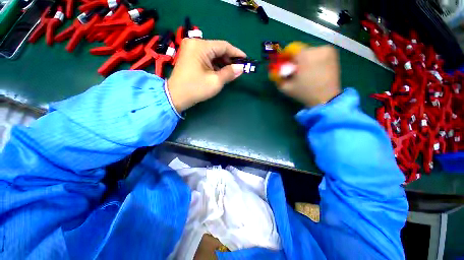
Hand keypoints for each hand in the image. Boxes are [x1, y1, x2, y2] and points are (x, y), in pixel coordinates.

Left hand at [167, 39, 246, 112]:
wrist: (176, 96)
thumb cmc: (196, 88)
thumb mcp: (216, 81)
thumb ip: (230, 73)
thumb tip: (241, 68)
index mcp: (200, 46)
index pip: (223, 46)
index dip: (236, 53)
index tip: (246, 59)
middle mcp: (195, 44)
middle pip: (218, 49)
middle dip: (229, 59)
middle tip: (239, 68)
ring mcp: (191, 50)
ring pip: (212, 54)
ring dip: (223, 63)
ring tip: (232, 71)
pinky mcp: (190, 57)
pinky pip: (206, 58)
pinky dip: (215, 65)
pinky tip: (221, 71)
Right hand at [278, 45, 340, 106]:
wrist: (326, 98)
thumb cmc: (304, 93)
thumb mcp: (286, 88)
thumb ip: (277, 78)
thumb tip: (273, 71)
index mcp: (305, 55)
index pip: (290, 49)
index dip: (285, 57)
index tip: (284, 65)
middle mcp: (317, 48)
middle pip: (300, 51)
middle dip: (295, 60)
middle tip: (294, 71)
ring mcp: (327, 50)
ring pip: (309, 52)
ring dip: (305, 60)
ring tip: (305, 72)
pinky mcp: (333, 54)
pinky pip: (318, 53)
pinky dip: (314, 59)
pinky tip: (314, 70)